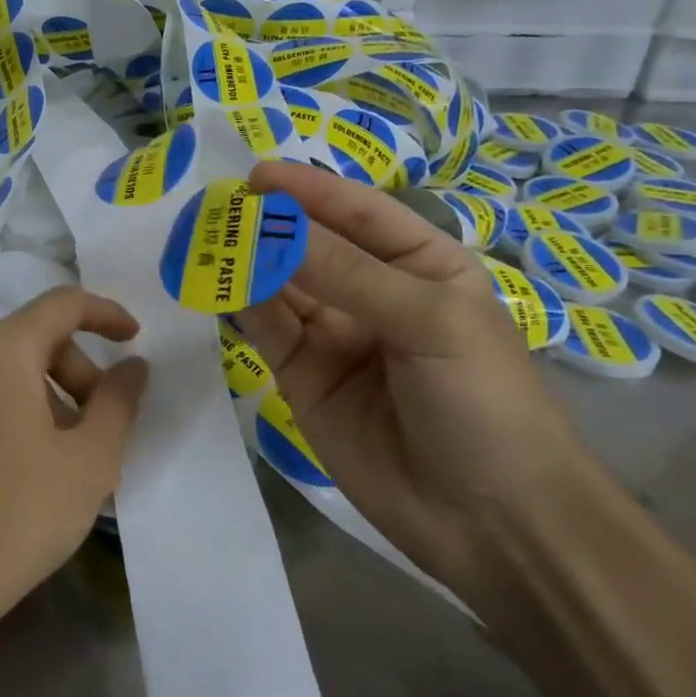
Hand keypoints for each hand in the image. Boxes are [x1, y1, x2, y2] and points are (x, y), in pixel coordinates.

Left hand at [0, 287, 149, 633]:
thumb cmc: (20, 512)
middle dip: (79, 373)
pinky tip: (26, 466)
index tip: (135, 340)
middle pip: (35, 339)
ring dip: (49, 396)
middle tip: (103, 427)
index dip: (106, 315)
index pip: (63, 304)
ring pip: (7, 370)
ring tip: (68, 455)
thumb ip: (120, 401)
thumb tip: (133, 366)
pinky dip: (14, 410)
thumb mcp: (90, 458)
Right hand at [234, 162, 590, 612]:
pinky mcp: (302, 376)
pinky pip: (266, 329)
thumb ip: (347, 273)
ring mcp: (334, 335)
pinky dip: (240, 303)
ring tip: (204, 238)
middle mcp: (373, 292)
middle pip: (312, 244)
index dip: (310, 190)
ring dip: (246, 260)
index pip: (359, 213)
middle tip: (215, 206)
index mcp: (421, 264)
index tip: (256, 174)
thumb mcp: (429, 321)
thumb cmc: (484, 402)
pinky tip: (215, 283)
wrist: (491, 522)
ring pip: (281, 284)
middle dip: (269, 223)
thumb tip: (271, 226)